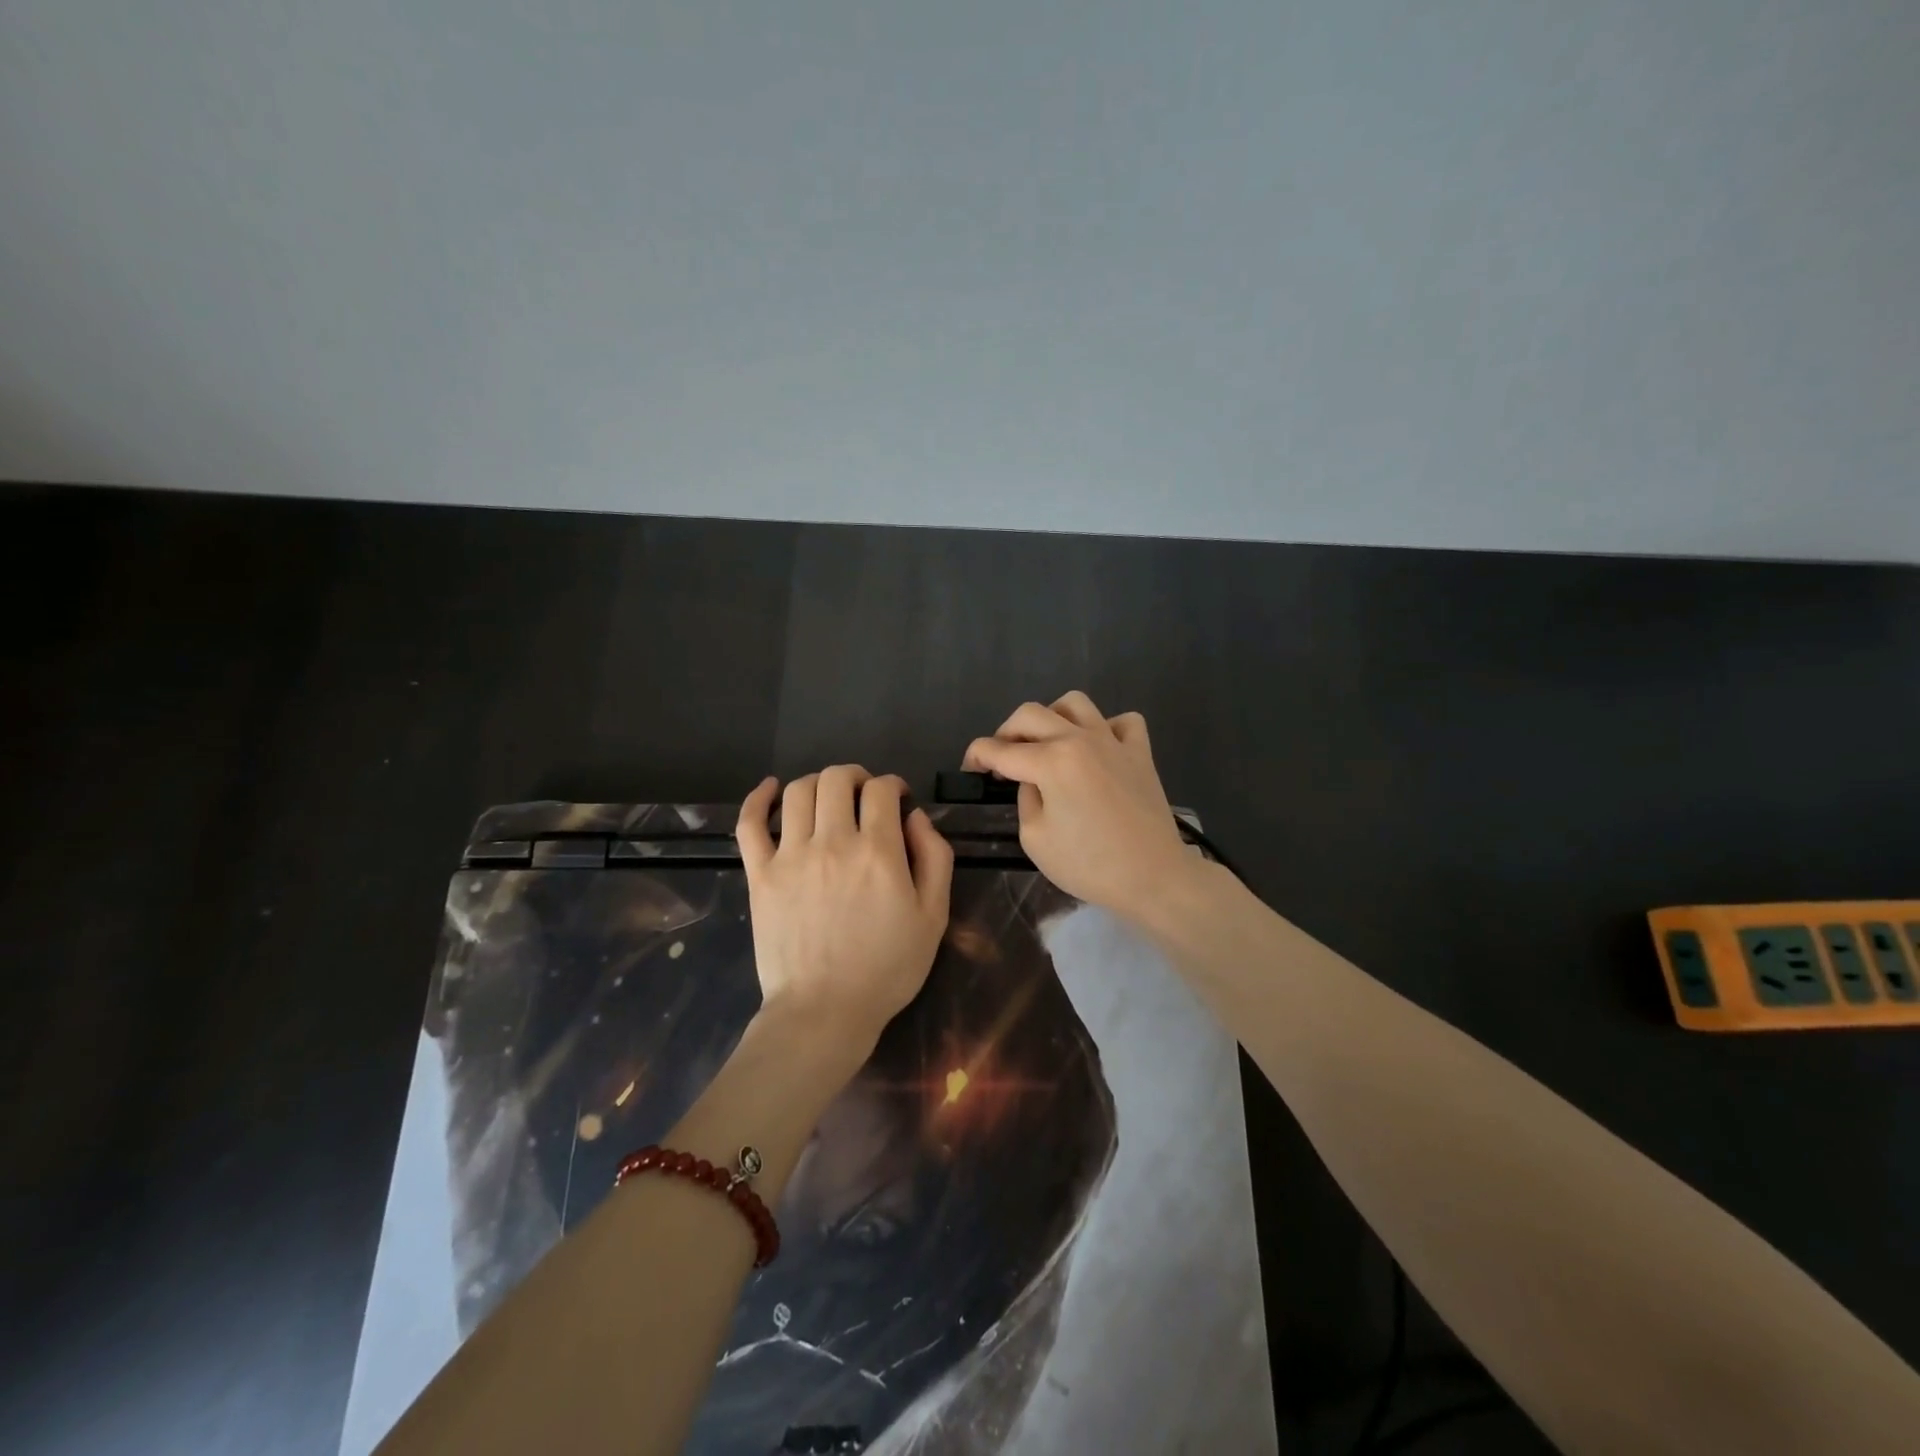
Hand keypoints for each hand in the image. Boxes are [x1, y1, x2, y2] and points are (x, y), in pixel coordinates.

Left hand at [735, 767, 953, 1054]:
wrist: (824, 1012)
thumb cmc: (887, 968)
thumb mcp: (933, 916)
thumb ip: (934, 858)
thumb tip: (915, 817)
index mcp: (877, 851)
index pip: (882, 789)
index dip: (893, 785)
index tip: (897, 799)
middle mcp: (832, 842)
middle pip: (837, 779)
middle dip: (856, 777)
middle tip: (864, 795)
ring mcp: (790, 856)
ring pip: (798, 791)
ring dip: (818, 783)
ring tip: (828, 798)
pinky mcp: (760, 874)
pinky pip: (750, 823)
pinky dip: (757, 798)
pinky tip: (770, 789)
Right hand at [963, 692, 1195, 915]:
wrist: (1153, 877)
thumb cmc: (1089, 865)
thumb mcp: (1035, 839)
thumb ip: (1026, 798)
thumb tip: (1033, 780)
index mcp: (1050, 761)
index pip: (998, 749)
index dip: (976, 757)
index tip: (970, 770)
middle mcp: (1079, 739)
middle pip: (1029, 714)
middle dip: (1006, 733)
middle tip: (1002, 760)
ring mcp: (1113, 741)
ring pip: (1074, 703)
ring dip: (1051, 718)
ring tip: (1047, 744)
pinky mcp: (1140, 752)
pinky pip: (1122, 721)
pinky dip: (1105, 728)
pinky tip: (1097, 749)